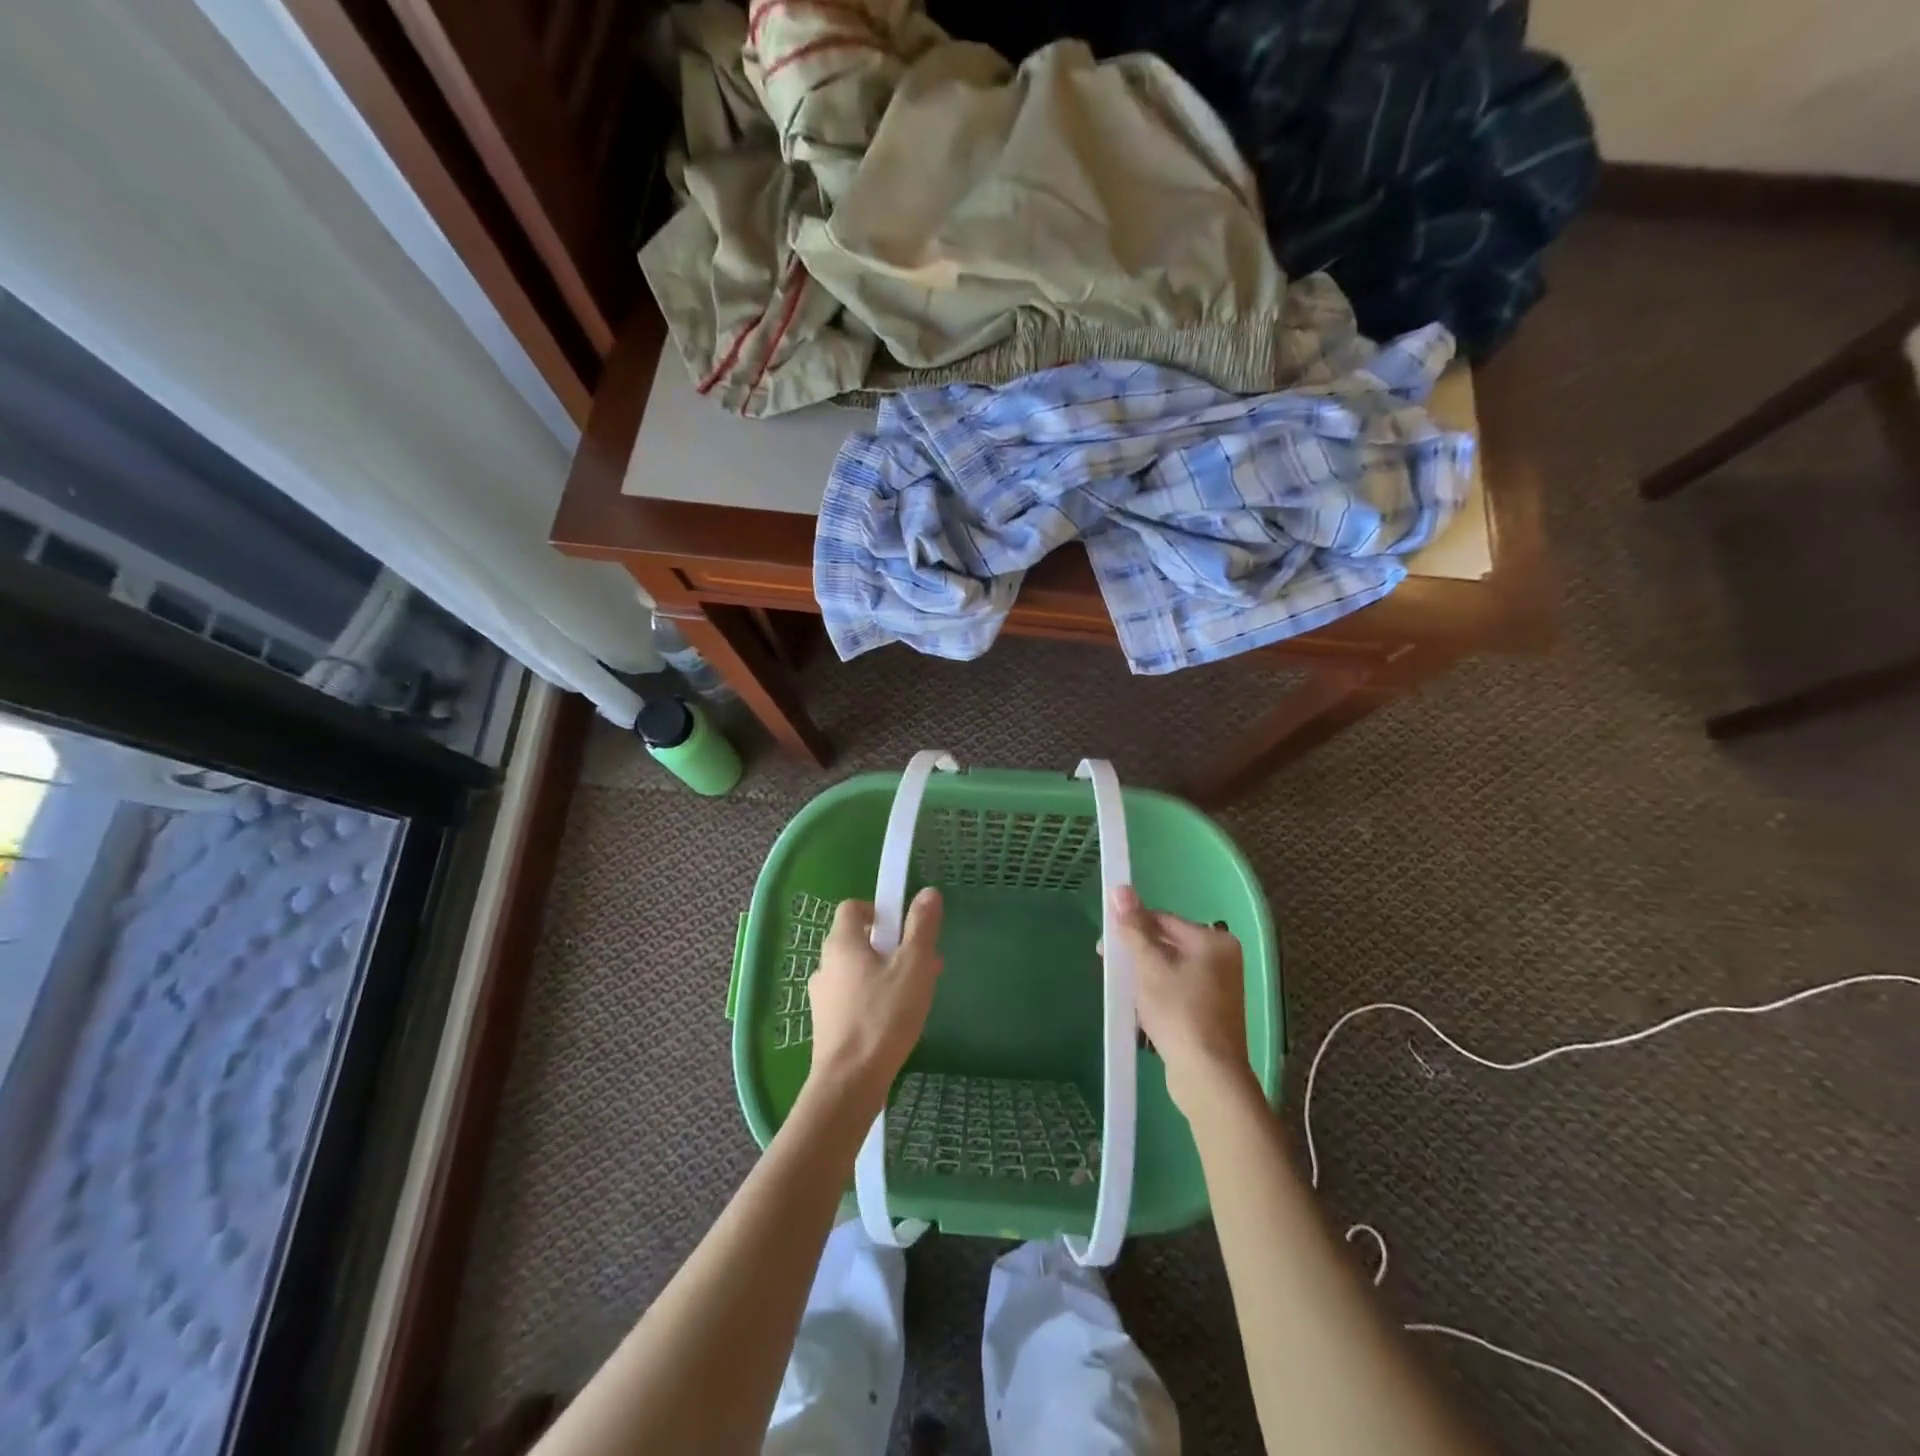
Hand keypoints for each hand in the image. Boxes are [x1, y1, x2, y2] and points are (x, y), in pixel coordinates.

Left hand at [806, 888, 944, 1111]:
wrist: (850, 1083)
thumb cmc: (884, 1016)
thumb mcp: (913, 966)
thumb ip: (921, 927)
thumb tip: (927, 892)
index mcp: (841, 943)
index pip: (853, 908)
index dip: (879, 910)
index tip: (904, 928)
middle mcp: (825, 964)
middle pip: (859, 940)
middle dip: (892, 946)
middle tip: (922, 964)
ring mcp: (822, 997)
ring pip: (858, 971)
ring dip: (886, 974)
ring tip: (915, 995)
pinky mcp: (826, 1024)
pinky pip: (853, 997)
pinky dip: (874, 999)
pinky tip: (896, 1020)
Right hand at [1109, 885, 1254, 1115]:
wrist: (1207, 1076)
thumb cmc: (1179, 1012)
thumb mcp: (1149, 966)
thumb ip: (1134, 928)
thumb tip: (1120, 888)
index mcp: (1213, 941)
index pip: (1164, 920)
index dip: (1132, 927)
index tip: (1105, 944)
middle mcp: (1222, 959)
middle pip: (1168, 944)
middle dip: (1136, 954)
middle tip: (1109, 967)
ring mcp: (1220, 988)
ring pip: (1170, 969)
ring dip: (1144, 976)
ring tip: (1123, 991)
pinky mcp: (1212, 1013)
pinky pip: (1178, 991)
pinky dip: (1158, 994)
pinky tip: (1141, 1009)